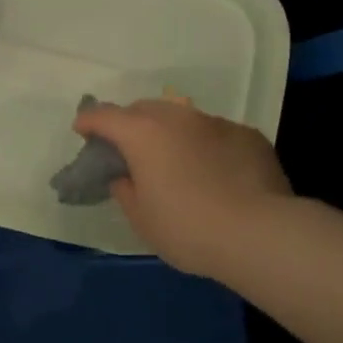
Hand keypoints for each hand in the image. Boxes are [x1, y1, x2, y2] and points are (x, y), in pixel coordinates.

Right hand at [73, 100, 290, 278]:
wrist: (260, 233)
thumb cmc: (188, 228)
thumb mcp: (142, 219)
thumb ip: (125, 190)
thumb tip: (126, 176)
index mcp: (143, 134)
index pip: (105, 116)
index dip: (88, 121)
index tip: (82, 130)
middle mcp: (178, 117)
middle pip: (144, 109)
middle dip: (129, 123)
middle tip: (127, 148)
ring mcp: (216, 122)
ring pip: (182, 117)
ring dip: (169, 132)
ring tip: (173, 159)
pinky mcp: (247, 135)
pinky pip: (214, 133)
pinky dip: (204, 145)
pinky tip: (212, 172)